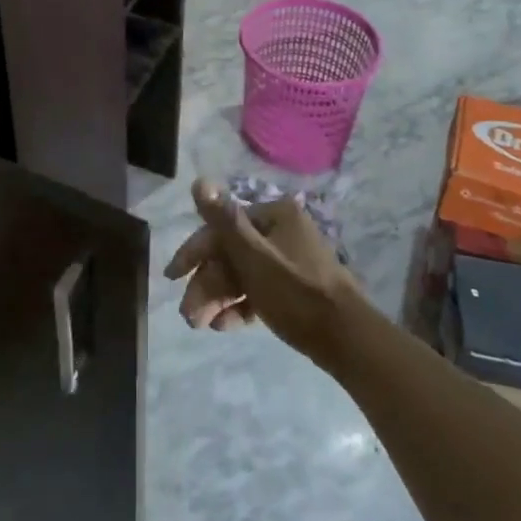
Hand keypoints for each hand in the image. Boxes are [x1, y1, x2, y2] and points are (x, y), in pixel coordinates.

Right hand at [164, 181, 361, 365]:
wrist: (348, 340)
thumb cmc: (297, 293)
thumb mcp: (254, 257)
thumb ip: (224, 221)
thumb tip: (199, 180)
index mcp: (275, 215)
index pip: (223, 227)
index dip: (194, 252)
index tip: (172, 278)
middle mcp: (282, 230)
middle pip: (232, 252)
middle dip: (207, 283)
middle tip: (188, 315)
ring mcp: (290, 259)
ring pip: (243, 274)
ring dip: (219, 297)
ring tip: (201, 325)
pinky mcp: (295, 287)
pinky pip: (259, 290)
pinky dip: (241, 305)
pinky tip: (224, 325)